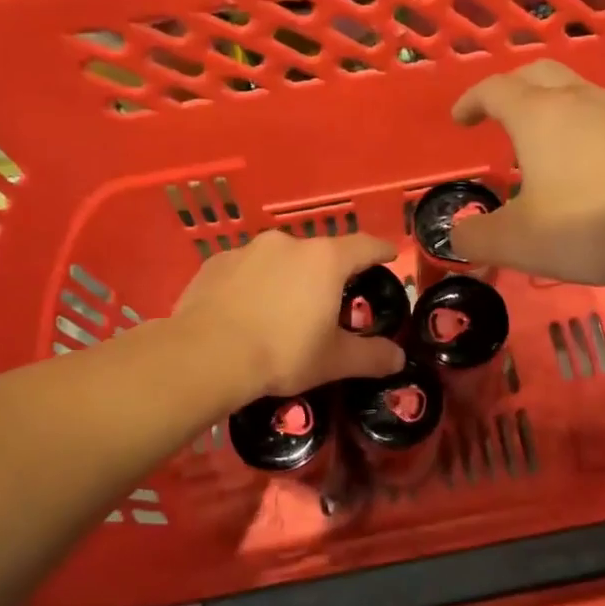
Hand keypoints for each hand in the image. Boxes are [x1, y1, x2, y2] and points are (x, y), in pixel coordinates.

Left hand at [174, 230, 405, 399]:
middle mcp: (288, 244)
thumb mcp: (334, 361)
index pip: (364, 245)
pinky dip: (252, 285)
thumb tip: (398, 359)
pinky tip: (246, 312)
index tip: (388, 255)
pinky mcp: (215, 263)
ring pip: (279, 260)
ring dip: (287, 278)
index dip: (380, 250)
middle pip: (319, 253)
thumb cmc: (282, 353)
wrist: (206, 356)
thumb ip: (371, 357)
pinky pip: (245, 270)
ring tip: (282, 310)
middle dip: (328, 273)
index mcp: (325, 261)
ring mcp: (248, 250)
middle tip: (329, 302)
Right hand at [448, 60, 604, 285]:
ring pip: (573, 91)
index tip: (460, 119)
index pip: (494, 90)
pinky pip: (600, 115)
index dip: (471, 101)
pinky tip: (581, 161)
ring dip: (548, 105)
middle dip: (510, 89)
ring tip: (538, 141)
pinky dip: (579, 125)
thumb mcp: (517, 241)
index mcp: (537, 115)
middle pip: (536, 74)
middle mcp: (576, 100)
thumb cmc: (586, 225)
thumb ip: (475, 237)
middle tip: (497, 116)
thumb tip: (456, 234)